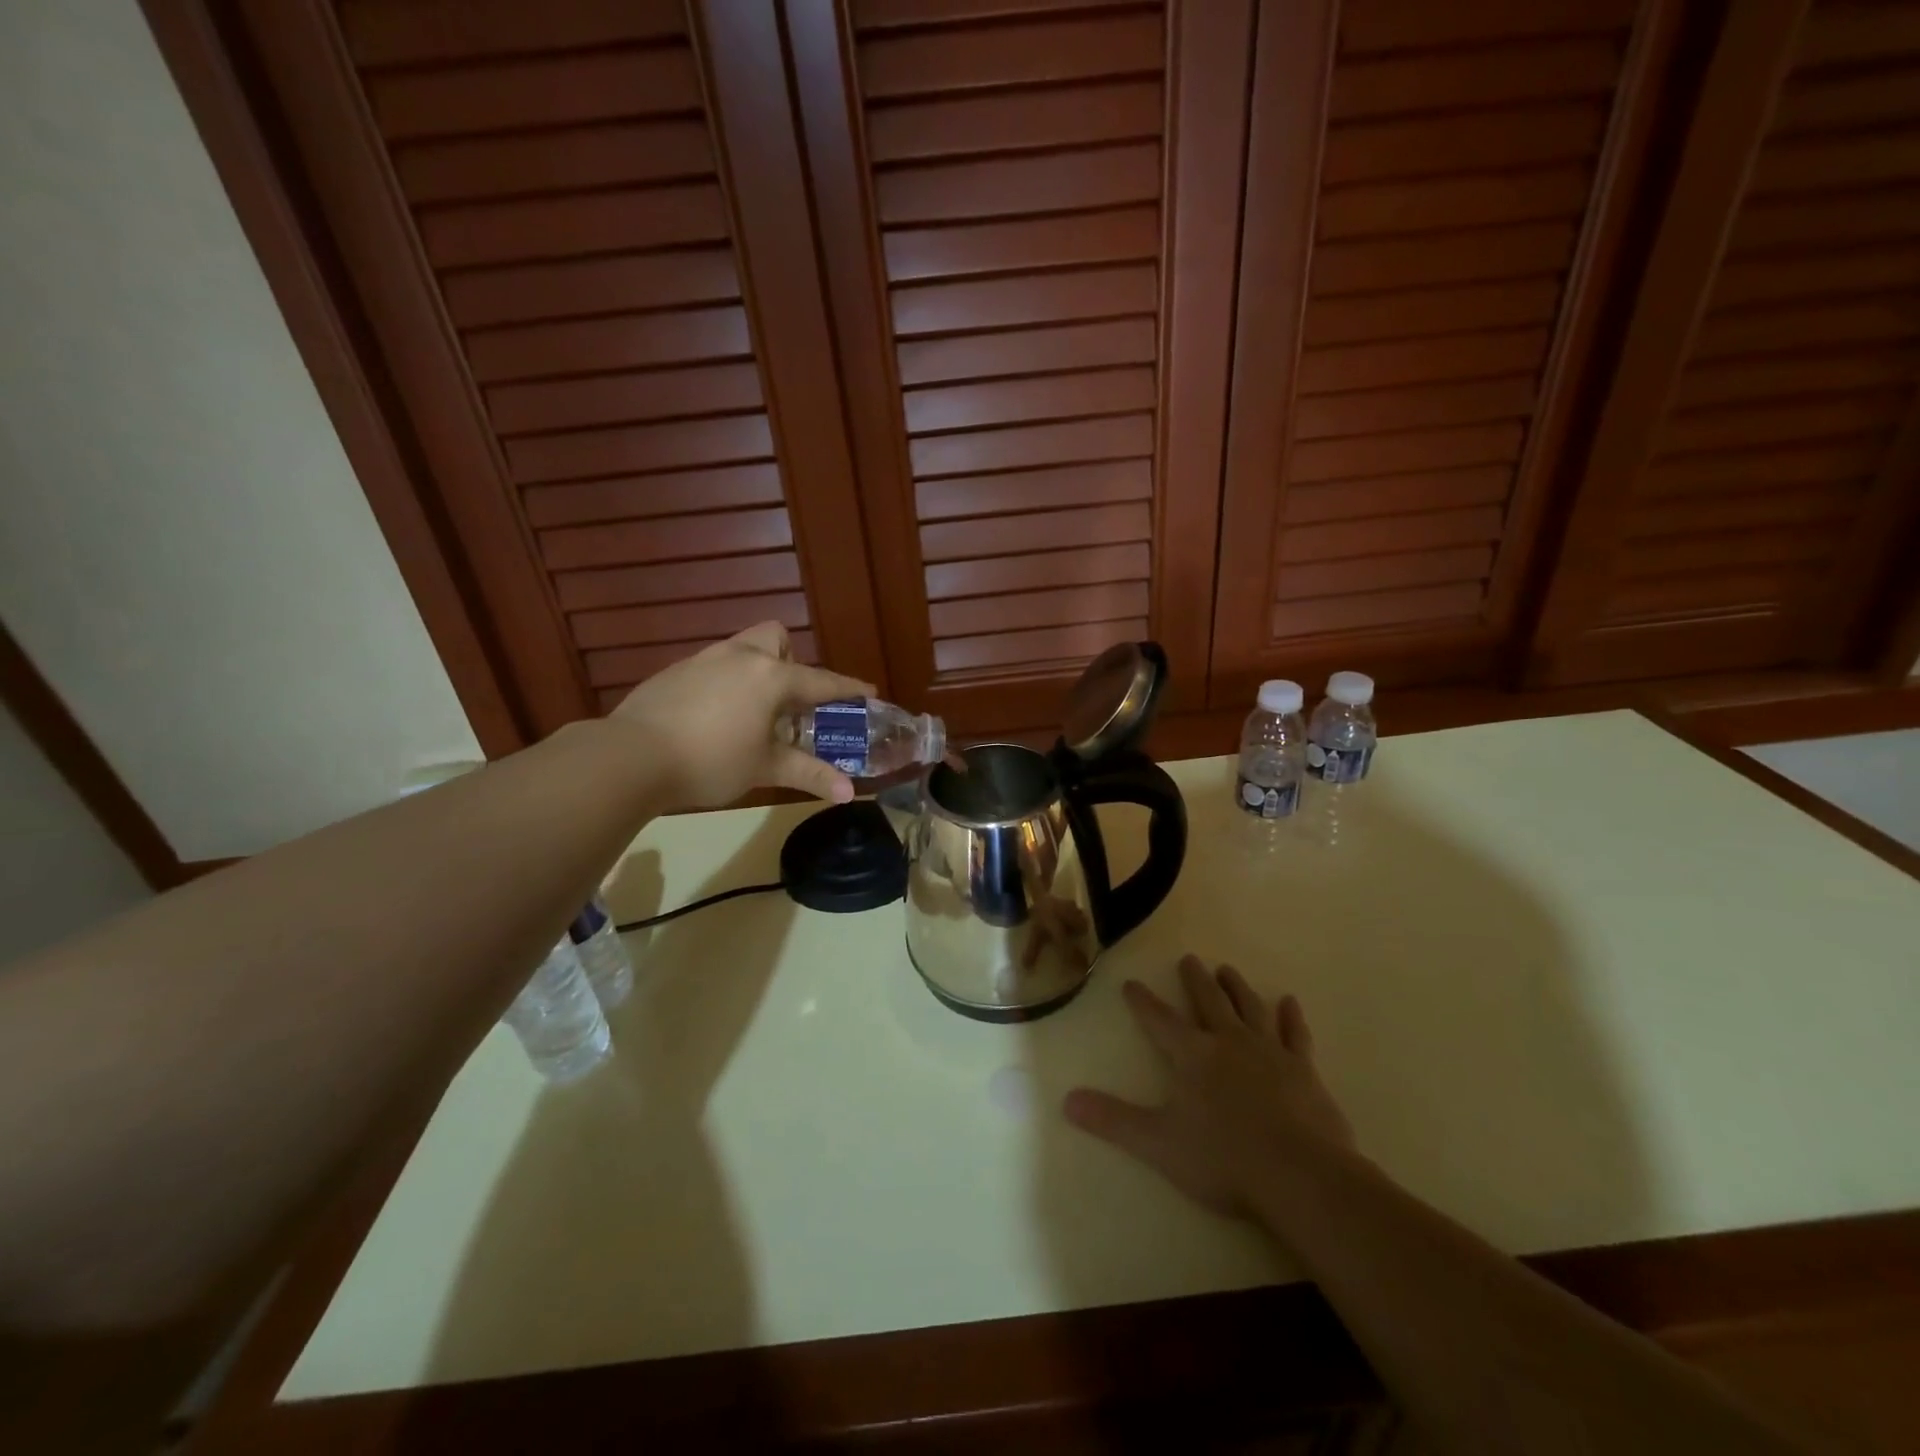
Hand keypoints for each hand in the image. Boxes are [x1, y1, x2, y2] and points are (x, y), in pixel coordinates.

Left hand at [608, 622, 874, 808]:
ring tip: (752, 712)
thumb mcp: (765, 769)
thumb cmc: (711, 761)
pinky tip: (712, 718)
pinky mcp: (673, 672)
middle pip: (775, 638)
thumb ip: (809, 774)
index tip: (868, 692)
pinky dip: (724, 684)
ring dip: (756, 671)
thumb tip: (849, 793)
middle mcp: (740, 657)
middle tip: (789, 699)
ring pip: (741, 650)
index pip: (821, 681)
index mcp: (771, 677)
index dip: (847, 689)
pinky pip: (712, 667)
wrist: (631, 756)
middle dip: (790, 661)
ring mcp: (702, 660)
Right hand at [1064, 955, 1356, 1217]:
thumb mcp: (1158, 1143)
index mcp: (1192, 1055)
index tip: (1131, 982)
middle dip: (1195, 980)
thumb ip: (1114, 1120)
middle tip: (1189, 959)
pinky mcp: (1303, 1070)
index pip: (1159, 1020)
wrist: (1300, 1176)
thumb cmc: (1224, 1159)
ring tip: (1227, 970)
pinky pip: (1294, 1034)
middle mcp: (1228, 1042)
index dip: (1143, 1001)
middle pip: (1208, 1002)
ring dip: (1236, 988)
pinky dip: (1291, 1016)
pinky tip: (1289, 1002)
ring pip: (1249, 1008)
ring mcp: (1269, 1052)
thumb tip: (1067, 1101)